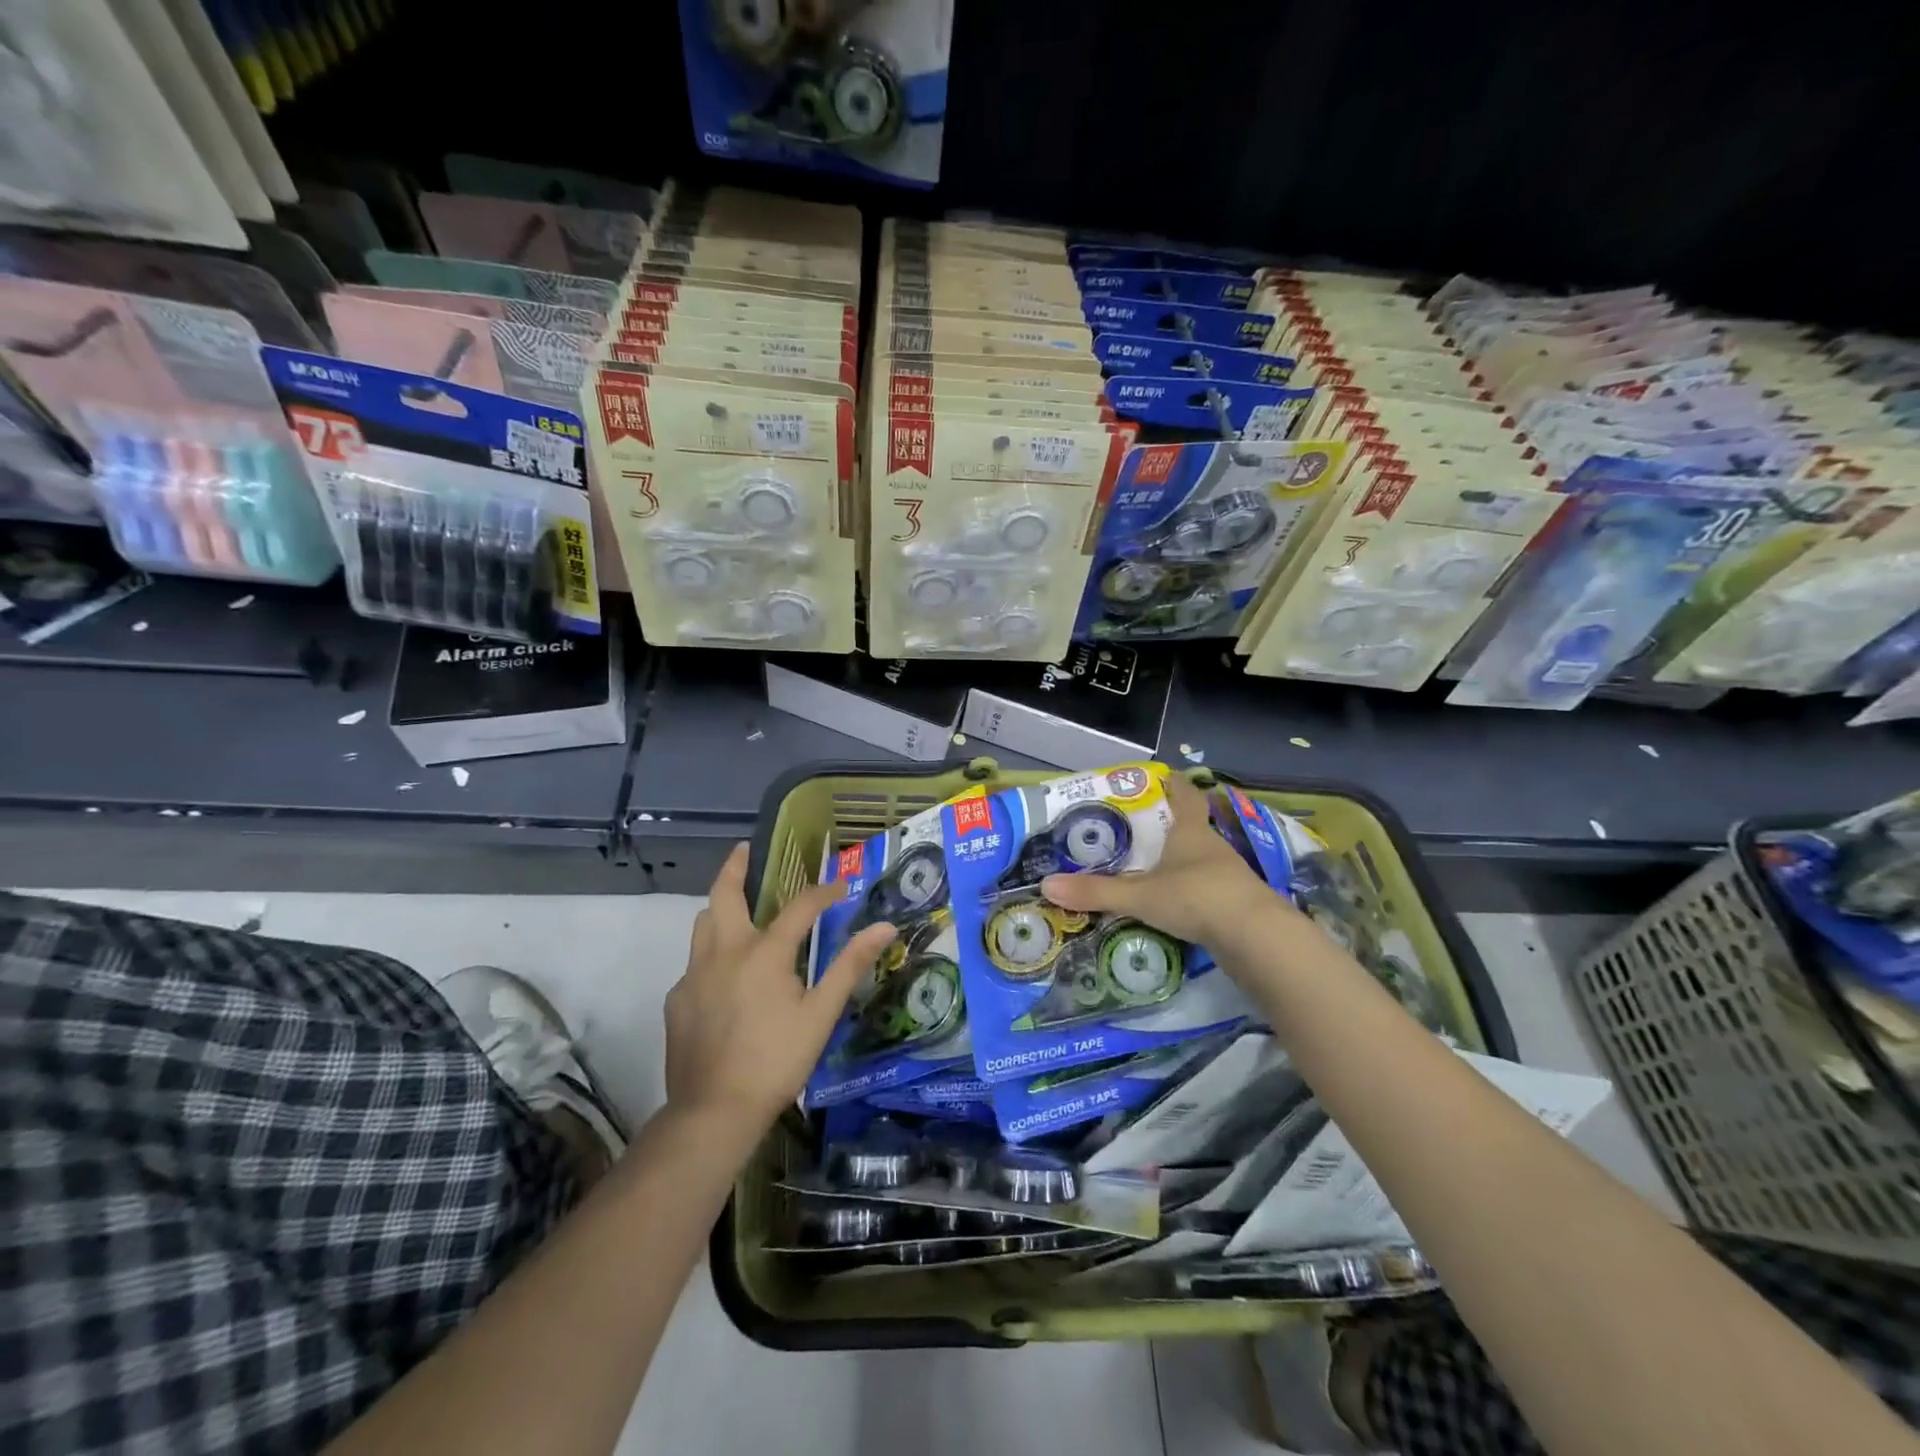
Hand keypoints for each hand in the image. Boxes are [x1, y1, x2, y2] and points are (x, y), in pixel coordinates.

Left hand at [665, 844, 896, 1129]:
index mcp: (764, 952)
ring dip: (720, 908)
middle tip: (744, 850)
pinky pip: (694, 964)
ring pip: (702, 924)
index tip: (840, 888)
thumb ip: (850, 965)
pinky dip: (712, 955)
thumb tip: (884, 927)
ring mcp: (694, 975)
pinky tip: (725, 978)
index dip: (823, 893)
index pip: (799, 907)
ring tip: (736, 908)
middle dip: (735, 867)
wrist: (714, 1111)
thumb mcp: (821, 1013)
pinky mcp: (677, 1000)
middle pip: (724, 894)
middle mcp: (724, 952)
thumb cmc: (776, 1059)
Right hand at [1040, 771, 1282, 944]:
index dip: (1173, 783)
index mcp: (1190, 831)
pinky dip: (1185, 890)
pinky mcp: (1233, 903)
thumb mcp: (1140, 895)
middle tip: (1132, 828)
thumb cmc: (1197, 897)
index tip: (1158, 776)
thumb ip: (1096, 892)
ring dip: (1175, 861)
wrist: (1257, 938)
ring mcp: (1226, 876)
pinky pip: (1203, 888)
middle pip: (1189, 826)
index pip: (1185, 794)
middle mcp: (1210, 846)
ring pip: (1196, 859)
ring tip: (1143, 867)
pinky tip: (1167, 903)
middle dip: (1165, 826)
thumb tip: (1046, 886)